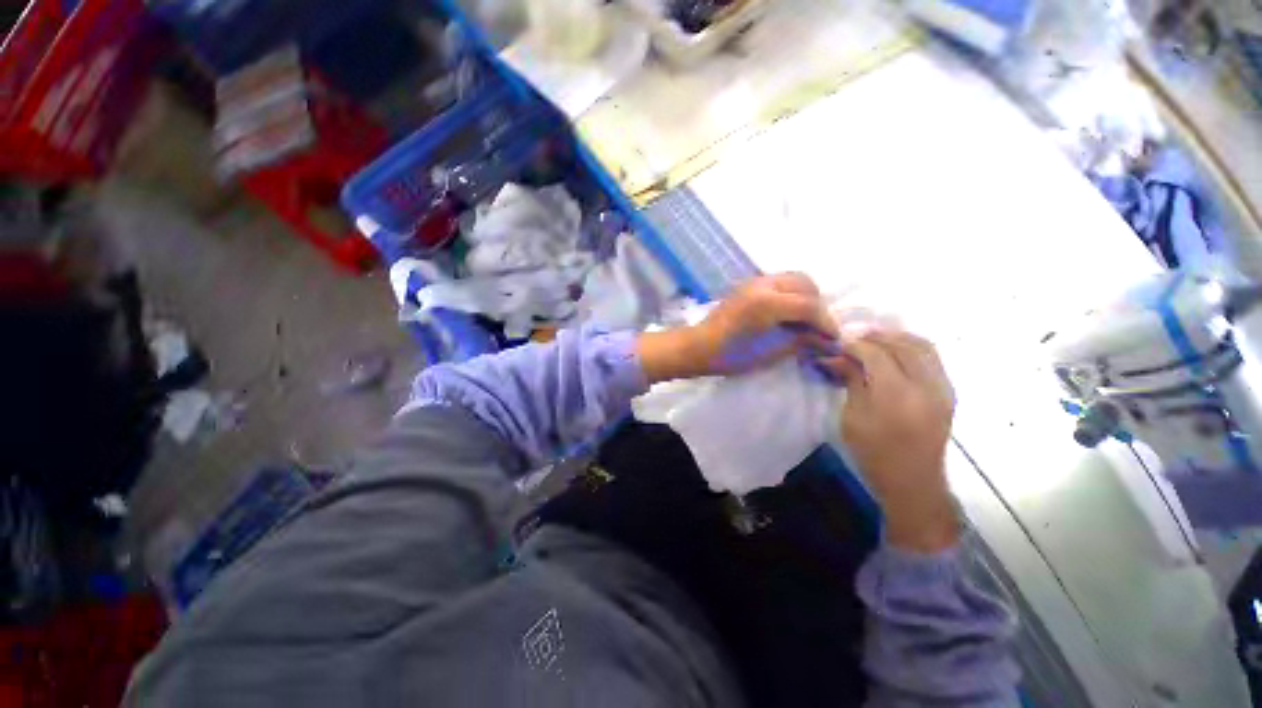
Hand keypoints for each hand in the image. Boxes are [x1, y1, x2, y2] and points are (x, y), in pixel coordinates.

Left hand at [638, 273, 837, 382]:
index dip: (826, 323)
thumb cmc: (731, 356)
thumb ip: (802, 341)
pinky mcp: (747, 285)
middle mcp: (763, 284)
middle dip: (817, 305)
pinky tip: (787, 313)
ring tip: (804, 320)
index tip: (834, 339)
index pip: (810, 306)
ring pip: (792, 278)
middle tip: (818, 327)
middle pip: (805, 283)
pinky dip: (790, 293)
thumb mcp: (771, 352)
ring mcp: (754, 281)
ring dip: (805, 296)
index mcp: (768, 302)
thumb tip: (830, 342)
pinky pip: (778, 282)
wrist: (698, 347)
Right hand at [820, 324, 958, 552]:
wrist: (913, 482)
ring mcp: (942, 388)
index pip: (876, 353)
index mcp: (897, 396)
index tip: (838, 342)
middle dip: (875, 336)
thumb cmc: (873, 453)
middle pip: (902, 344)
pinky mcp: (948, 392)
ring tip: (872, 339)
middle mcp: (926, 387)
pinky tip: (893, 351)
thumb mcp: (852, 417)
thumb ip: (850, 381)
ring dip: (895, 337)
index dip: (855, 344)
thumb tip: (837, 356)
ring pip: (922, 346)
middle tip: (852, 337)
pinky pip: (932, 357)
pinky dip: (911, 347)